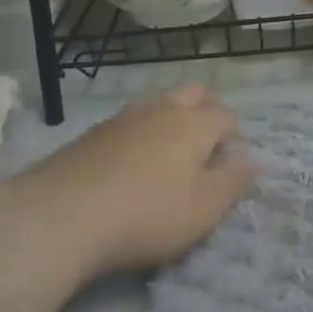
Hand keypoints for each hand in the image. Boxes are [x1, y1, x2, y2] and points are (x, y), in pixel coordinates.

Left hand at [23, 85, 255, 278]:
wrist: (60, 217)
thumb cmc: (147, 214)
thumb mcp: (204, 209)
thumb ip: (233, 182)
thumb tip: (252, 161)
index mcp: (195, 124)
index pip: (227, 117)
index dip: (234, 137)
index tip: (229, 163)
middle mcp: (162, 109)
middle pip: (193, 94)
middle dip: (206, 110)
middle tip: (205, 144)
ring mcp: (124, 117)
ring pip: (159, 103)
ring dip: (171, 118)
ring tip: (169, 152)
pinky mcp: (92, 133)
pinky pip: (129, 122)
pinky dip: (140, 134)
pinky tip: (130, 162)